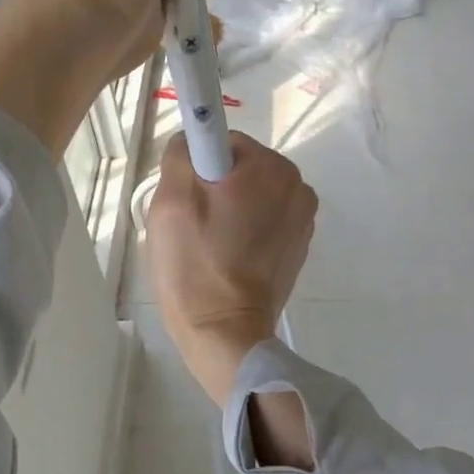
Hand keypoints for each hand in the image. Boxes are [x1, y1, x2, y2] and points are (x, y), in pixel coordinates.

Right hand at [145, 132, 316, 404]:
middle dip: (211, 188)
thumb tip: (192, 141)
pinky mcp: (297, 247)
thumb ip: (182, 152)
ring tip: (206, 245)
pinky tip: (225, 258)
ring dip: (226, 210)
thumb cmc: (195, 263)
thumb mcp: (171, 198)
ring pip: (248, 195)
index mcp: (272, 167)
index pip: (222, 141)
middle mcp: (297, 186)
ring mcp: (302, 219)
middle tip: (189, 225)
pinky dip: (242, 231)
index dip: (196, 166)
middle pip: (238, 168)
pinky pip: (261, 221)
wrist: (223, 332)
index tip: (184, 199)